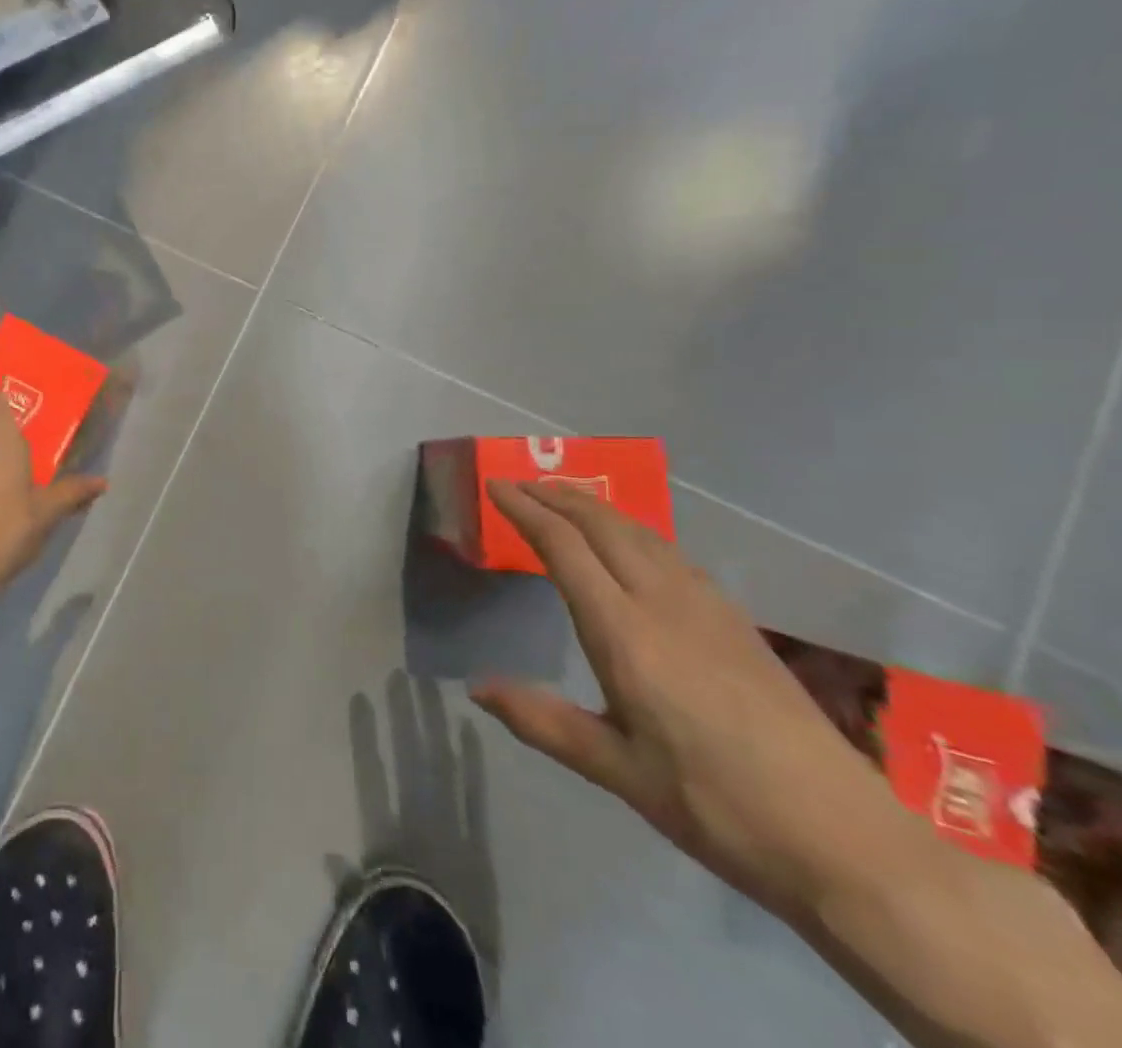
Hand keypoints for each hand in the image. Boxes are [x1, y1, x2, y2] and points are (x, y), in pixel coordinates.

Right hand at [472, 481, 910, 921]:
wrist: (848, 842)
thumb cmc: (716, 807)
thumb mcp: (617, 771)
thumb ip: (543, 722)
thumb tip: (476, 688)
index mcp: (625, 633)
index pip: (564, 547)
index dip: (525, 510)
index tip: (494, 487)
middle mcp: (663, 603)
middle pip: (603, 525)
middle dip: (557, 496)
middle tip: (520, 484)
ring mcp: (708, 608)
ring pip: (642, 533)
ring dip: (596, 508)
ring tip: (565, 500)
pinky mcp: (738, 623)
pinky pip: (671, 553)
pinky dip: (633, 530)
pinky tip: (632, 545)